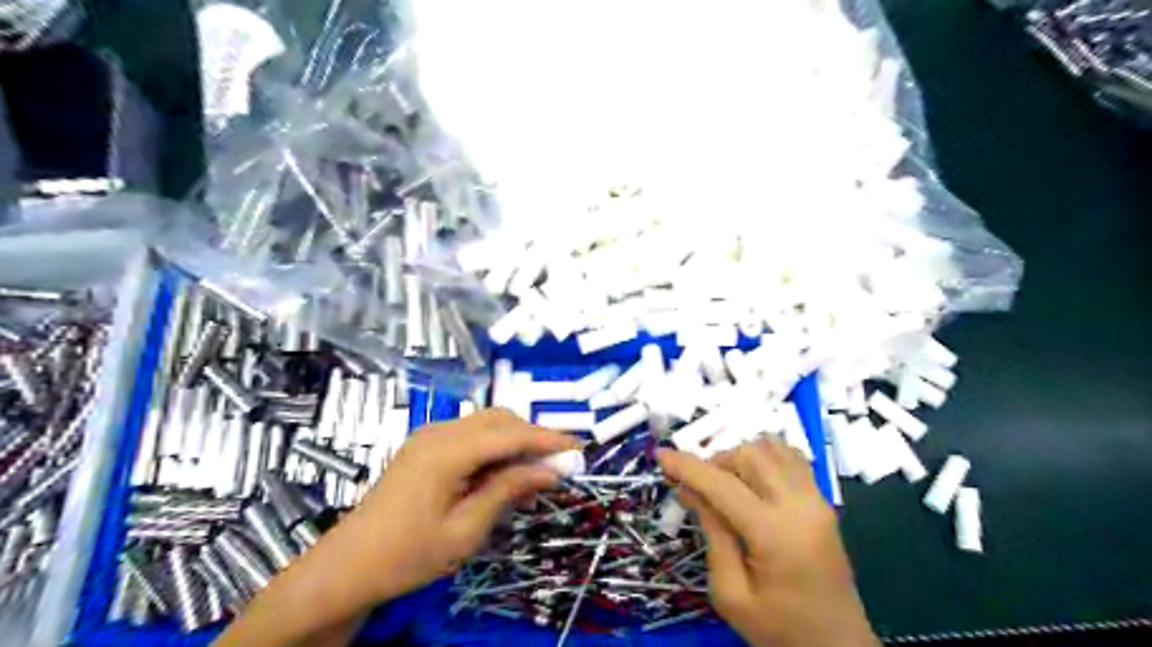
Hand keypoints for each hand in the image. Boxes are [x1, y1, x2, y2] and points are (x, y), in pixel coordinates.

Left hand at [341, 409, 576, 601]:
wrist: (347, 566)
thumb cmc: (408, 555)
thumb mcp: (466, 530)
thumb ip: (508, 491)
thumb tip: (550, 471)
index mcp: (447, 451)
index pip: (511, 434)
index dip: (548, 439)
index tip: (579, 446)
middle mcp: (438, 432)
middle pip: (499, 419)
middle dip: (532, 435)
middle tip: (557, 462)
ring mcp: (428, 435)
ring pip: (485, 423)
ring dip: (513, 439)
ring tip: (533, 470)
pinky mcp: (423, 445)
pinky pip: (469, 434)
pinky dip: (493, 446)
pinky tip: (501, 471)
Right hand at [657, 435, 882, 646]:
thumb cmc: (780, 631)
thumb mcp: (731, 595)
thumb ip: (712, 536)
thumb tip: (691, 491)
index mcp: (774, 534)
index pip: (723, 485)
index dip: (687, 467)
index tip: (660, 455)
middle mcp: (800, 506)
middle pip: (750, 456)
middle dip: (716, 462)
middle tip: (698, 488)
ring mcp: (817, 500)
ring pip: (772, 449)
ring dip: (741, 457)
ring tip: (726, 484)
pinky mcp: (824, 502)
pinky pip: (792, 458)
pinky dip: (766, 457)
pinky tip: (753, 479)